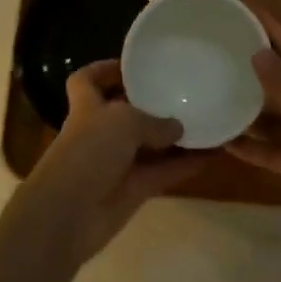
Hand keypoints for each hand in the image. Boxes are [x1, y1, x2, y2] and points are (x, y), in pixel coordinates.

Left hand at [14, 60, 206, 265]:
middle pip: (126, 111)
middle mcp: (101, 131)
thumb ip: (153, 122)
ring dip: (175, 137)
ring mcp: (117, 163)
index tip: (131, 66)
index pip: (87, 79)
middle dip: (151, 103)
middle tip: (183, 91)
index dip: (104, 70)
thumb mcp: (123, 122)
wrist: (69, 214)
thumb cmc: (89, 151)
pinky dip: (184, 165)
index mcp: (87, 106)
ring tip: (206, 119)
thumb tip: (177, 127)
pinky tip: (211, 154)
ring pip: (150, 145)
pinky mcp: (133, 191)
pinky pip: (163, 172)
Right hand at [228, 15, 280, 251]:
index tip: (241, 7)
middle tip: (217, 54)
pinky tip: (228, 145)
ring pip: (279, 118)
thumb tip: (259, 51)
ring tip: (215, 98)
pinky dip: (257, 149)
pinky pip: (279, 152)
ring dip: (251, 112)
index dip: (268, 26)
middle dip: (254, 68)